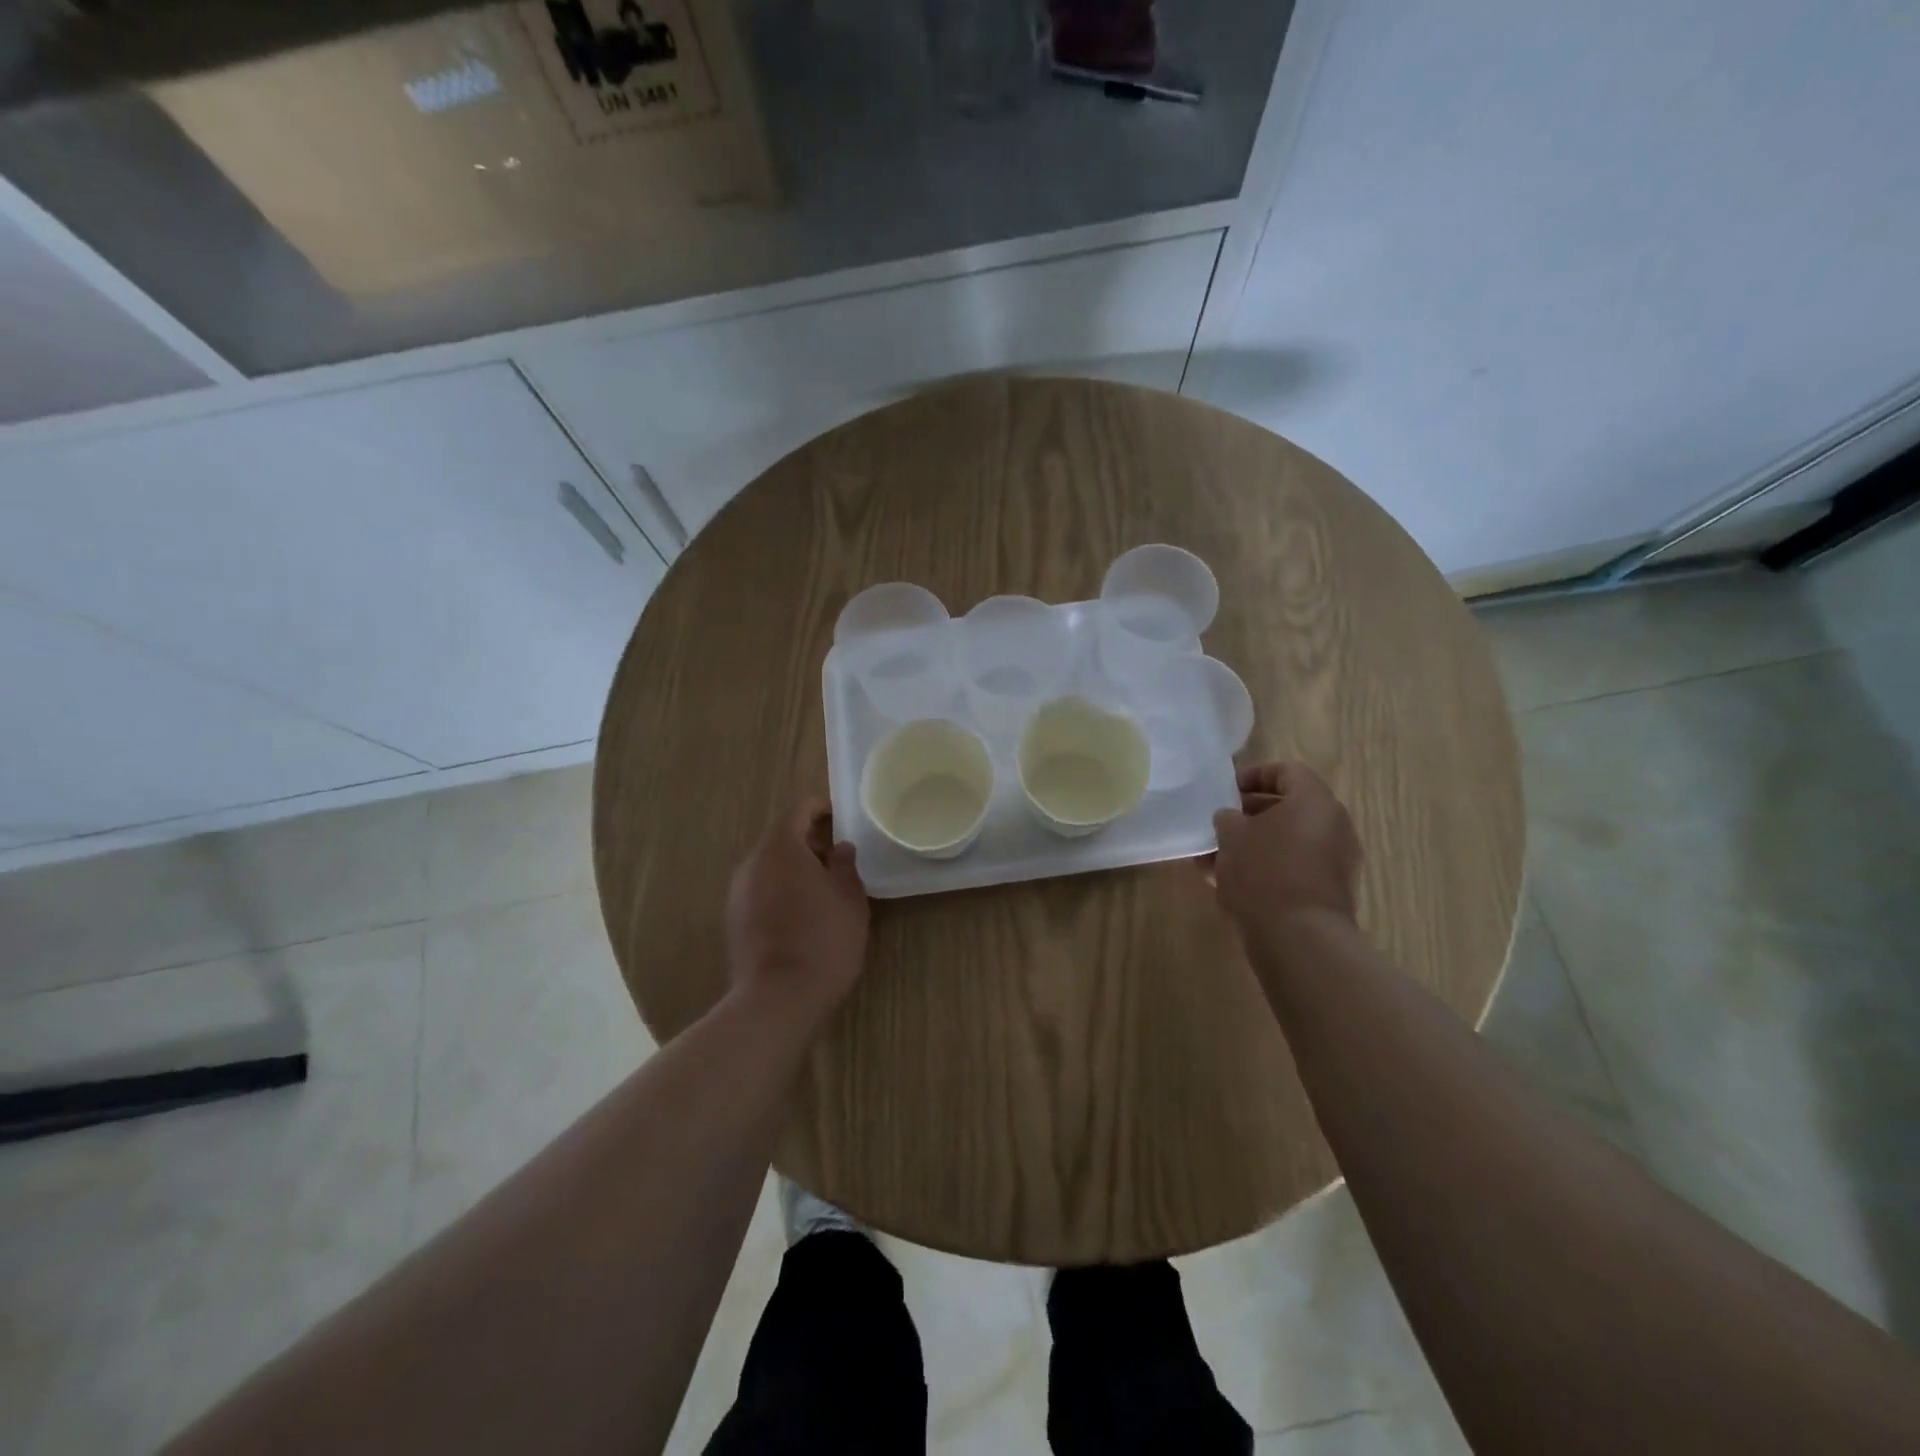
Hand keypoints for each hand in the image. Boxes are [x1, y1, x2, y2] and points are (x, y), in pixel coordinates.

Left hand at [725, 800, 869, 1022]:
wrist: (778, 999)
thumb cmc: (823, 940)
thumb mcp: (850, 899)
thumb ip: (845, 865)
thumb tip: (840, 848)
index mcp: (780, 848)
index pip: (799, 812)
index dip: (821, 810)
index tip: (841, 818)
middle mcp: (752, 863)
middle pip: (782, 839)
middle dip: (810, 843)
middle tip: (839, 858)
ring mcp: (738, 893)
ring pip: (770, 867)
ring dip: (795, 869)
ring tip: (824, 889)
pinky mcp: (733, 920)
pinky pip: (761, 891)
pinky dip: (781, 891)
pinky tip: (803, 915)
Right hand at [1211, 763, 1362, 936]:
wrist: (1299, 937)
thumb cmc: (1263, 872)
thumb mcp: (1231, 835)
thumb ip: (1228, 818)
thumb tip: (1231, 819)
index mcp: (1314, 801)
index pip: (1286, 771)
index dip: (1253, 776)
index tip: (1225, 792)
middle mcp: (1333, 825)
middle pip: (1289, 808)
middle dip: (1250, 815)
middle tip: (1220, 825)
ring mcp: (1335, 861)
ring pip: (1288, 841)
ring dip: (1254, 844)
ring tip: (1216, 858)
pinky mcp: (1329, 891)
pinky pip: (1294, 867)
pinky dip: (1267, 868)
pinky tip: (1231, 884)